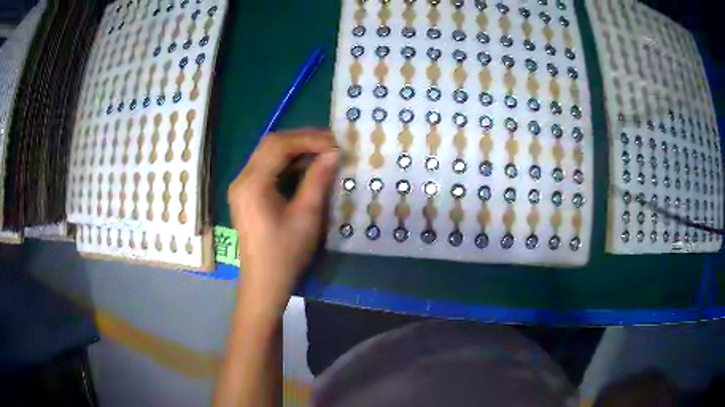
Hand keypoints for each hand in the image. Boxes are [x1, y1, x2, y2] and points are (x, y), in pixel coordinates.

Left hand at [228, 128, 337, 311]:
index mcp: (252, 184)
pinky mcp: (246, 195)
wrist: (264, 284)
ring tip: (323, 152)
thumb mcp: (306, 216)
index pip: (279, 145)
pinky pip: (267, 168)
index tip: (335, 143)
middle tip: (331, 144)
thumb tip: (334, 153)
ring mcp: (242, 187)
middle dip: (302, 140)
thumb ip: (318, 180)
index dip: (309, 139)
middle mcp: (242, 179)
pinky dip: (287, 163)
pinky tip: (306, 167)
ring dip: (295, 150)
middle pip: (271, 144)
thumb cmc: (285, 254)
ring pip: (268, 154)